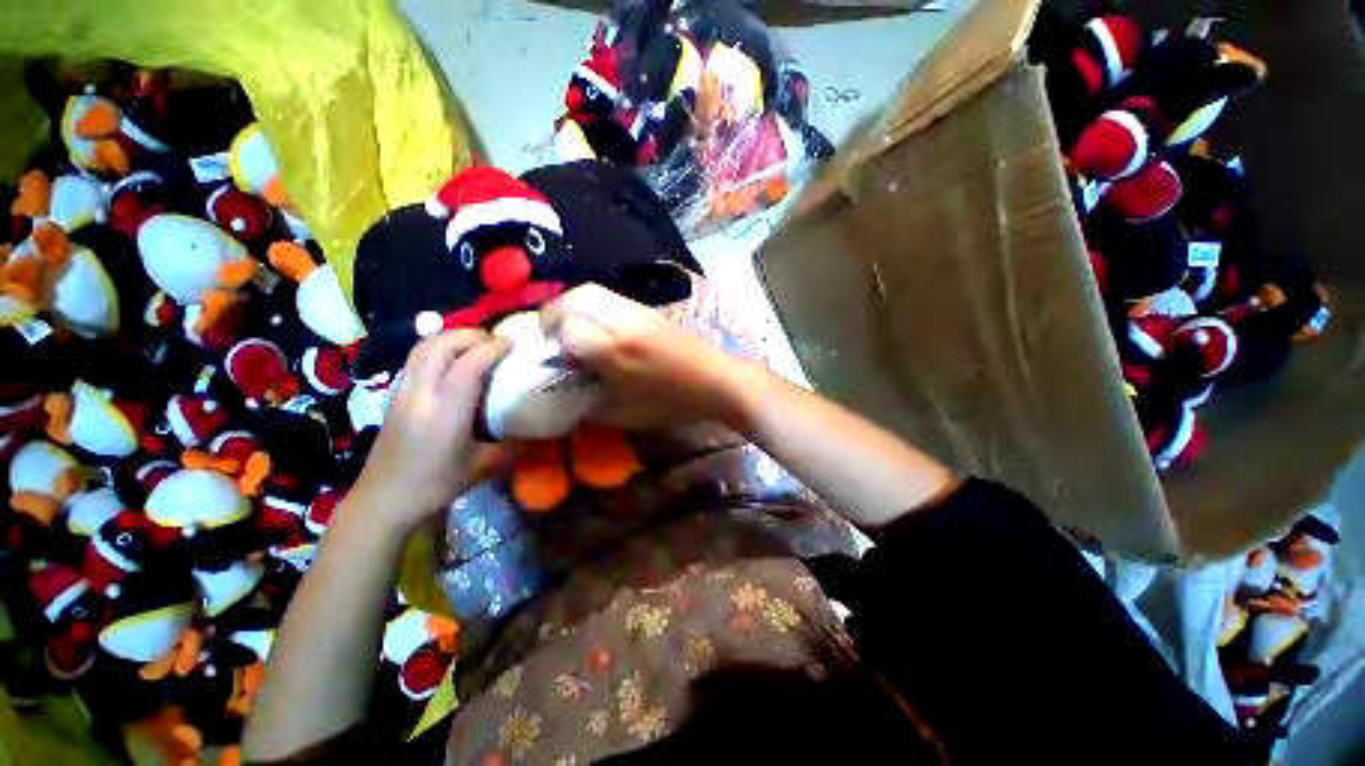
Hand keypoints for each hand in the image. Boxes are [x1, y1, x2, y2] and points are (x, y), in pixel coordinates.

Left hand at [349, 330, 509, 530]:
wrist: (383, 500)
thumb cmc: (435, 485)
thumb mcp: (483, 467)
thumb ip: (513, 443)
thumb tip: (538, 428)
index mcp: (445, 415)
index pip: (468, 365)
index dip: (493, 348)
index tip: (514, 344)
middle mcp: (420, 396)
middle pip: (439, 345)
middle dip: (470, 334)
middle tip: (495, 342)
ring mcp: (402, 392)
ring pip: (423, 347)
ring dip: (452, 338)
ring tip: (477, 346)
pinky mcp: (394, 394)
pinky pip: (416, 357)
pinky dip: (438, 348)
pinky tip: (454, 362)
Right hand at [540, 284, 756, 429]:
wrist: (717, 381)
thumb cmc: (673, 403)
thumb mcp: (624, 414)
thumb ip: (587, 402)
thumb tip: (563, 389)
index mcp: (617, 351)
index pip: (568, 328)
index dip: (553, 342)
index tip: (551, 358)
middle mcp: (625, 322)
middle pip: (576, 298)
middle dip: (554, 314)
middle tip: (552, 336)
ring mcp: (639, 310)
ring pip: (592, 291)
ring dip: (572, 307)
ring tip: (571, 330)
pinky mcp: (649, 308)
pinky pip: (610, 297)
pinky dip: (592, 307)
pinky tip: (598, 328)